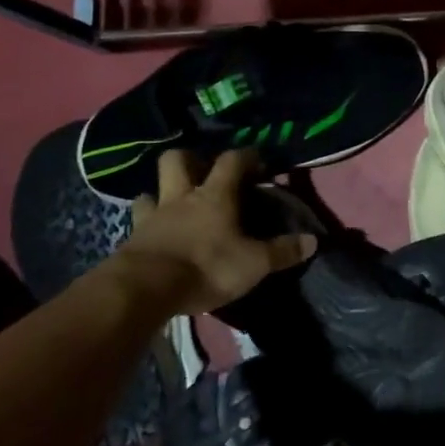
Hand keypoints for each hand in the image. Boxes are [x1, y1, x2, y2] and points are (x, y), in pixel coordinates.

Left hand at [110, 149, 316, 315]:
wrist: (143, 289)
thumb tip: (313, 240)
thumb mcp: (254, 263)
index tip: (258, 161)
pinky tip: (156, 235)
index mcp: (215, 195)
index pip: (232, 160)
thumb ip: (282, 251)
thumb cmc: (206, 267)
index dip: (246, 155)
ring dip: (161, 193)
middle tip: (203, 174)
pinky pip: (138, 222)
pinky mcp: (131, 240)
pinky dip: (147, 224)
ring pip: (151, 190)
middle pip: (177, 160)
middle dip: (190, 159)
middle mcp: (181, 197)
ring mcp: (152, 217)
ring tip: (175, 205)